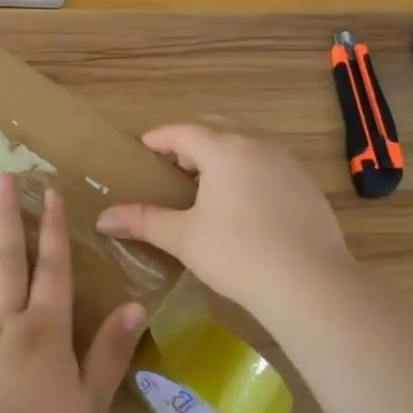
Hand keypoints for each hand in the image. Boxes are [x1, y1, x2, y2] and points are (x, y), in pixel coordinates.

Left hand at [0, 174, 146, 412]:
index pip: (53, 269)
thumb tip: (134, 305)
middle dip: (6, 217)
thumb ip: (110, 353)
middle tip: (0, 177)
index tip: (48, 194)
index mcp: (46, 332)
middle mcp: (5, 322)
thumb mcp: (90, 405)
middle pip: (7, 260)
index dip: (53, 230)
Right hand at [94, 124, 351, 314]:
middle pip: (217, 129)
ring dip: (222, 153)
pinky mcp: (306, 185)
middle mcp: (257, 145)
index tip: (142, 150)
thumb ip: (143, 221)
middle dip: (190, 141)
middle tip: (171, 166)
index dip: (159, 139)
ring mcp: (287, 163)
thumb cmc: (238, 254)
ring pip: (246, 143)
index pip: (182, 132)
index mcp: (224, 149)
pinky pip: (268, 163)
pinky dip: (247, 170)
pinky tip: (243, 202)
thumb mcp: (184, 238)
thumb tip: (103, 219)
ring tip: (205, 183)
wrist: (310, 283)